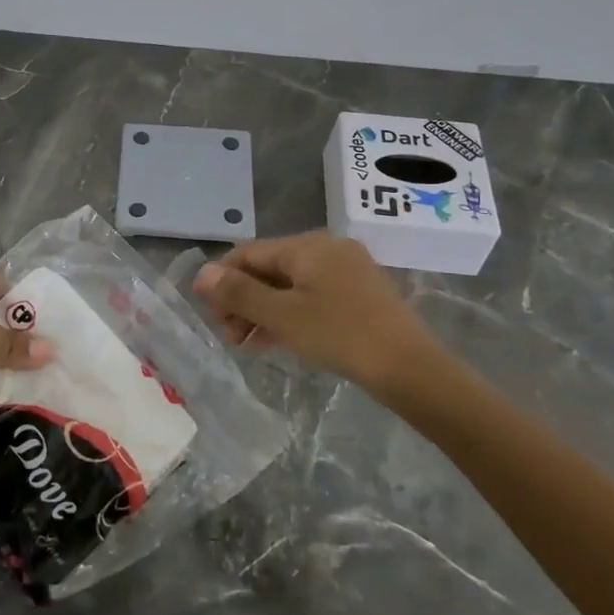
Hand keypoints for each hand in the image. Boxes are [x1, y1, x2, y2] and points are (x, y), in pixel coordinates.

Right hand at [194, 232, 462, 412]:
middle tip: (227, 334)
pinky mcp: (358, 294)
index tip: (208, 312)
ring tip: (245, 343)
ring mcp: (346, 271)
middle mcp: (326, 248)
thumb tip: (202, 274)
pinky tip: (275, 340)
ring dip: (262, 310)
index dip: (222, 279)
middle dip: (242, 299)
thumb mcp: (282, 315)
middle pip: (268, 268)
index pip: (248, 253)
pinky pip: (310, 296)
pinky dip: (288, 314)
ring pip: (289, 284)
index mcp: (306, 245)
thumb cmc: (340, 335)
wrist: (411, 368)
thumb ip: (239, 292)